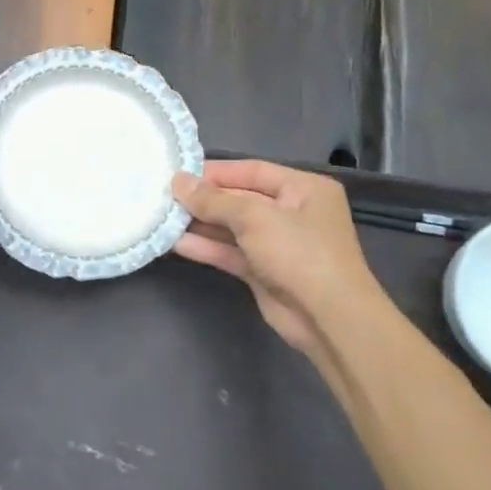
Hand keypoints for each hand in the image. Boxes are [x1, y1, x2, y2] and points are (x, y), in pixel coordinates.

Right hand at [172, 159, 387, 366]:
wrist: (329, 318)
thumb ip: (213, 199)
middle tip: (163, 196)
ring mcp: (277, 244)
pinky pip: (230, 252)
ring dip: (199, 224)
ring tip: (162, 217)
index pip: (251, 171)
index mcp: (303, 188)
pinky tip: (175, 243)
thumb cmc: (299, 252)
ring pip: (231, 227)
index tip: (177, 174)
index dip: (214, 172)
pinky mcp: (263, 271)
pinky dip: (206, 247)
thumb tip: (178, 182)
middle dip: (203, 199)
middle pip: (239, 198)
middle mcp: (291, 212)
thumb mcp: (254, 216)